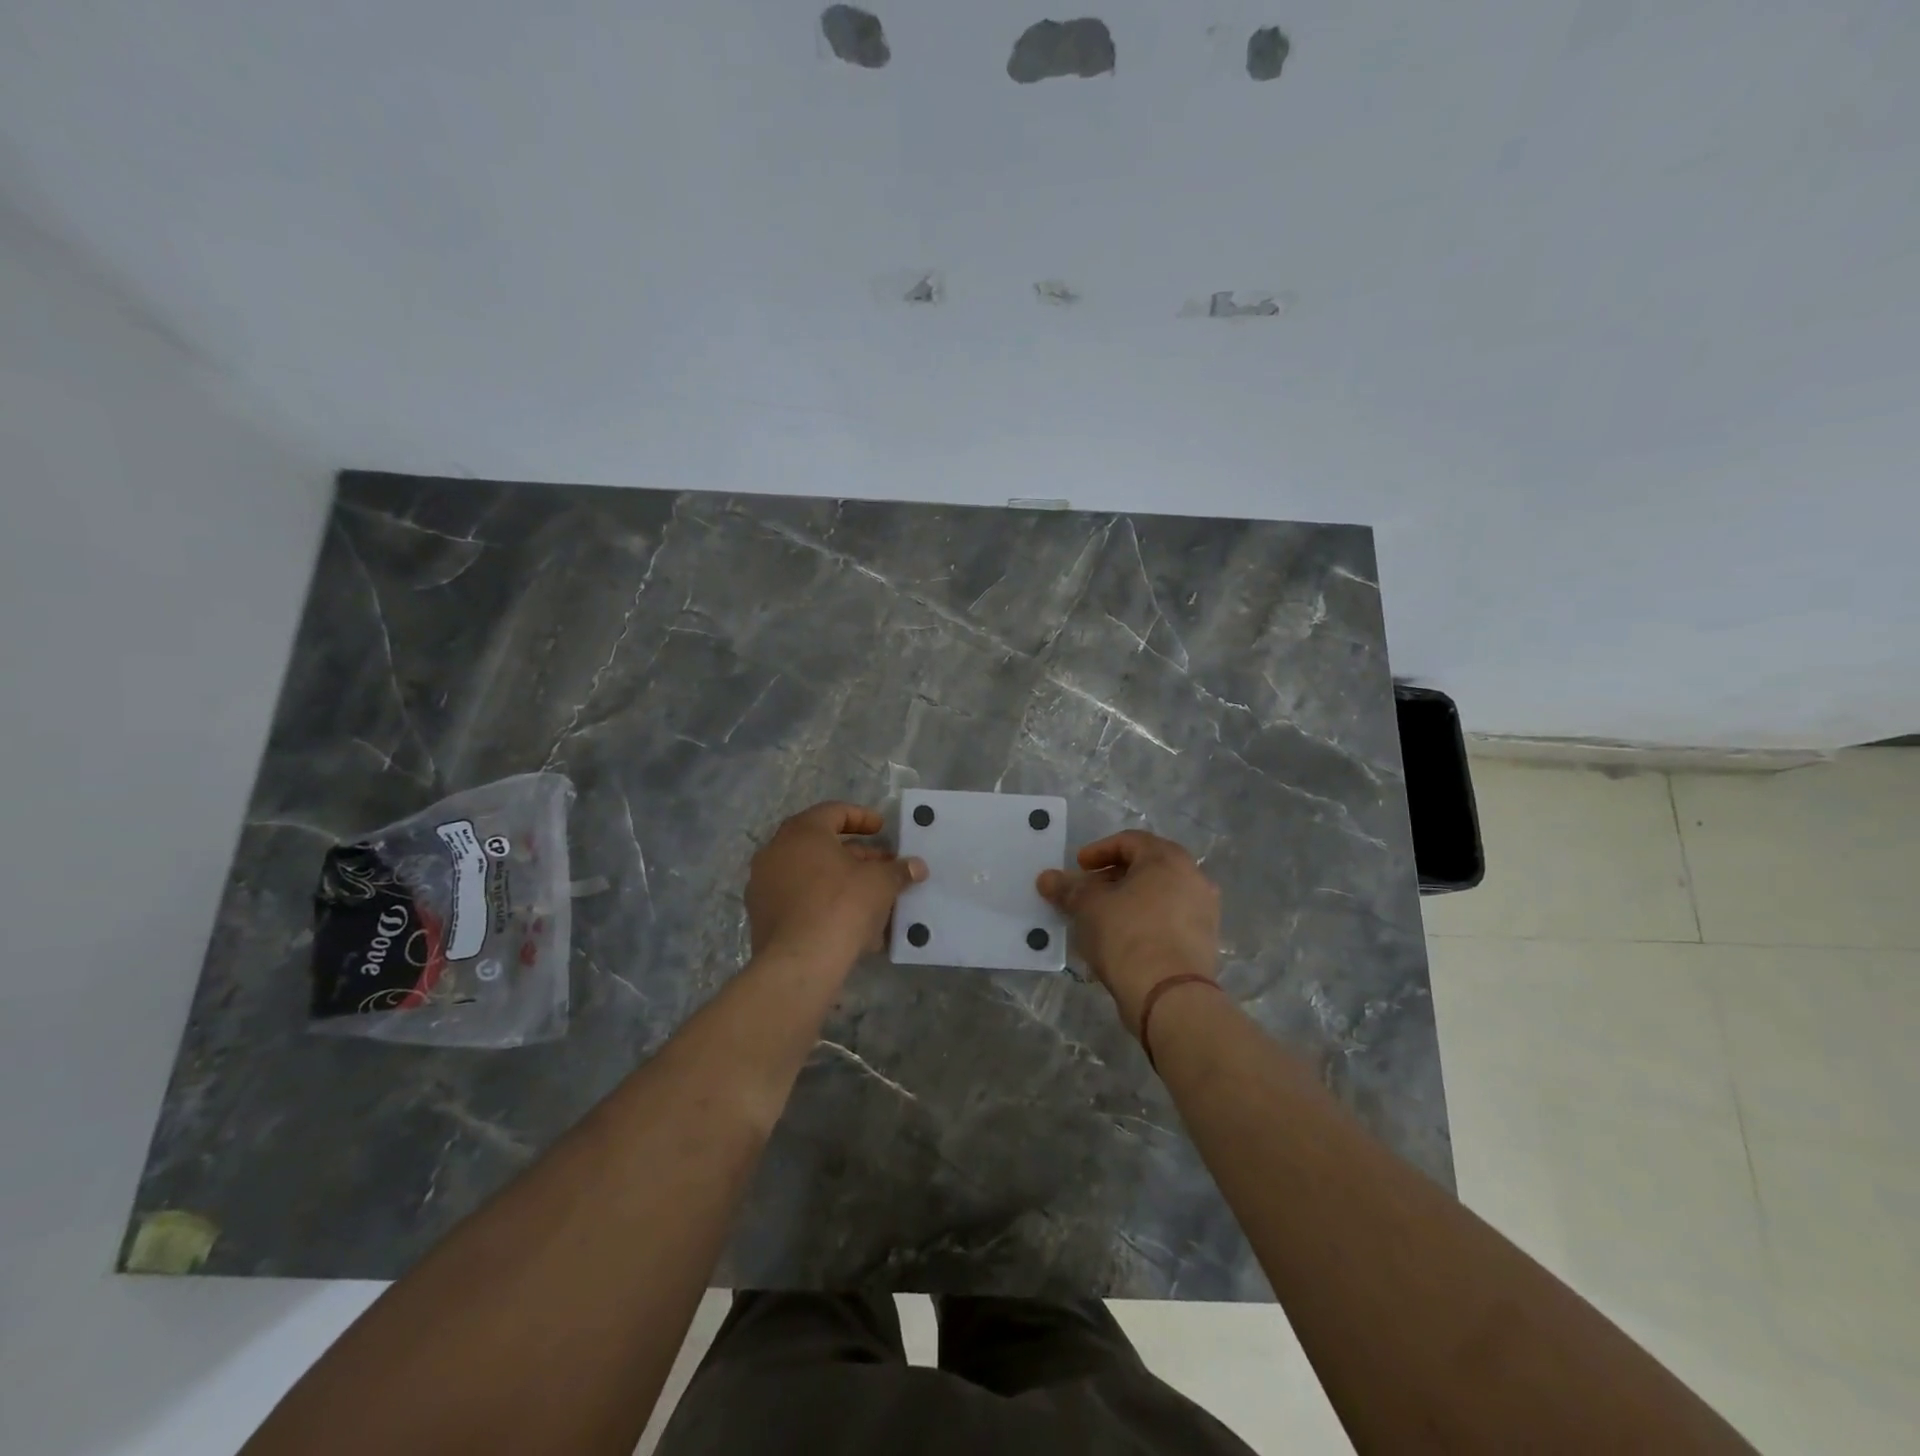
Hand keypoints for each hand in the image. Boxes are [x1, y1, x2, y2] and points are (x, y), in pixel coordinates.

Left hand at [746, 802, 927, 971]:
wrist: (799, 962)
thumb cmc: (842, 906)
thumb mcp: (880, 883)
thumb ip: (898, 870)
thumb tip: (916, 867)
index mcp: (802, 832)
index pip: (834, 812)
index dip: (862, 818)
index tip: (882, 829)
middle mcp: (776, 851)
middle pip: (820, 844)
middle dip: (855, 854)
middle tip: (882, 865)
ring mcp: (763, 885)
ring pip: (809, 874)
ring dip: (840, 880)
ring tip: (871, 897)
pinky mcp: (761, 916)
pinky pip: (799, 900)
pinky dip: (824, 902)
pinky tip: (851, 922)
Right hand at [1038, 830, 1219, 1033]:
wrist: (1169, 996)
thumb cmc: (1127, 935)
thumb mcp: (1088, 907)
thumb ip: (1068, 888)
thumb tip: (1047, 878)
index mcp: (1168, 859)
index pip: (1130, 841)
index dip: (1099, 851)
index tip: (1078, 867)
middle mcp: (1194, 878)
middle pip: (1147, 868)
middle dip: (1113, 878)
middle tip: (1088, 892)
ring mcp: (1204, 912)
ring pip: (1159, 896)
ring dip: (1129, 902)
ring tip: (1101, 919)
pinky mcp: (1205, 943)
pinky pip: (1169, 921)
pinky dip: (1145, 922)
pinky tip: (1122, 942)